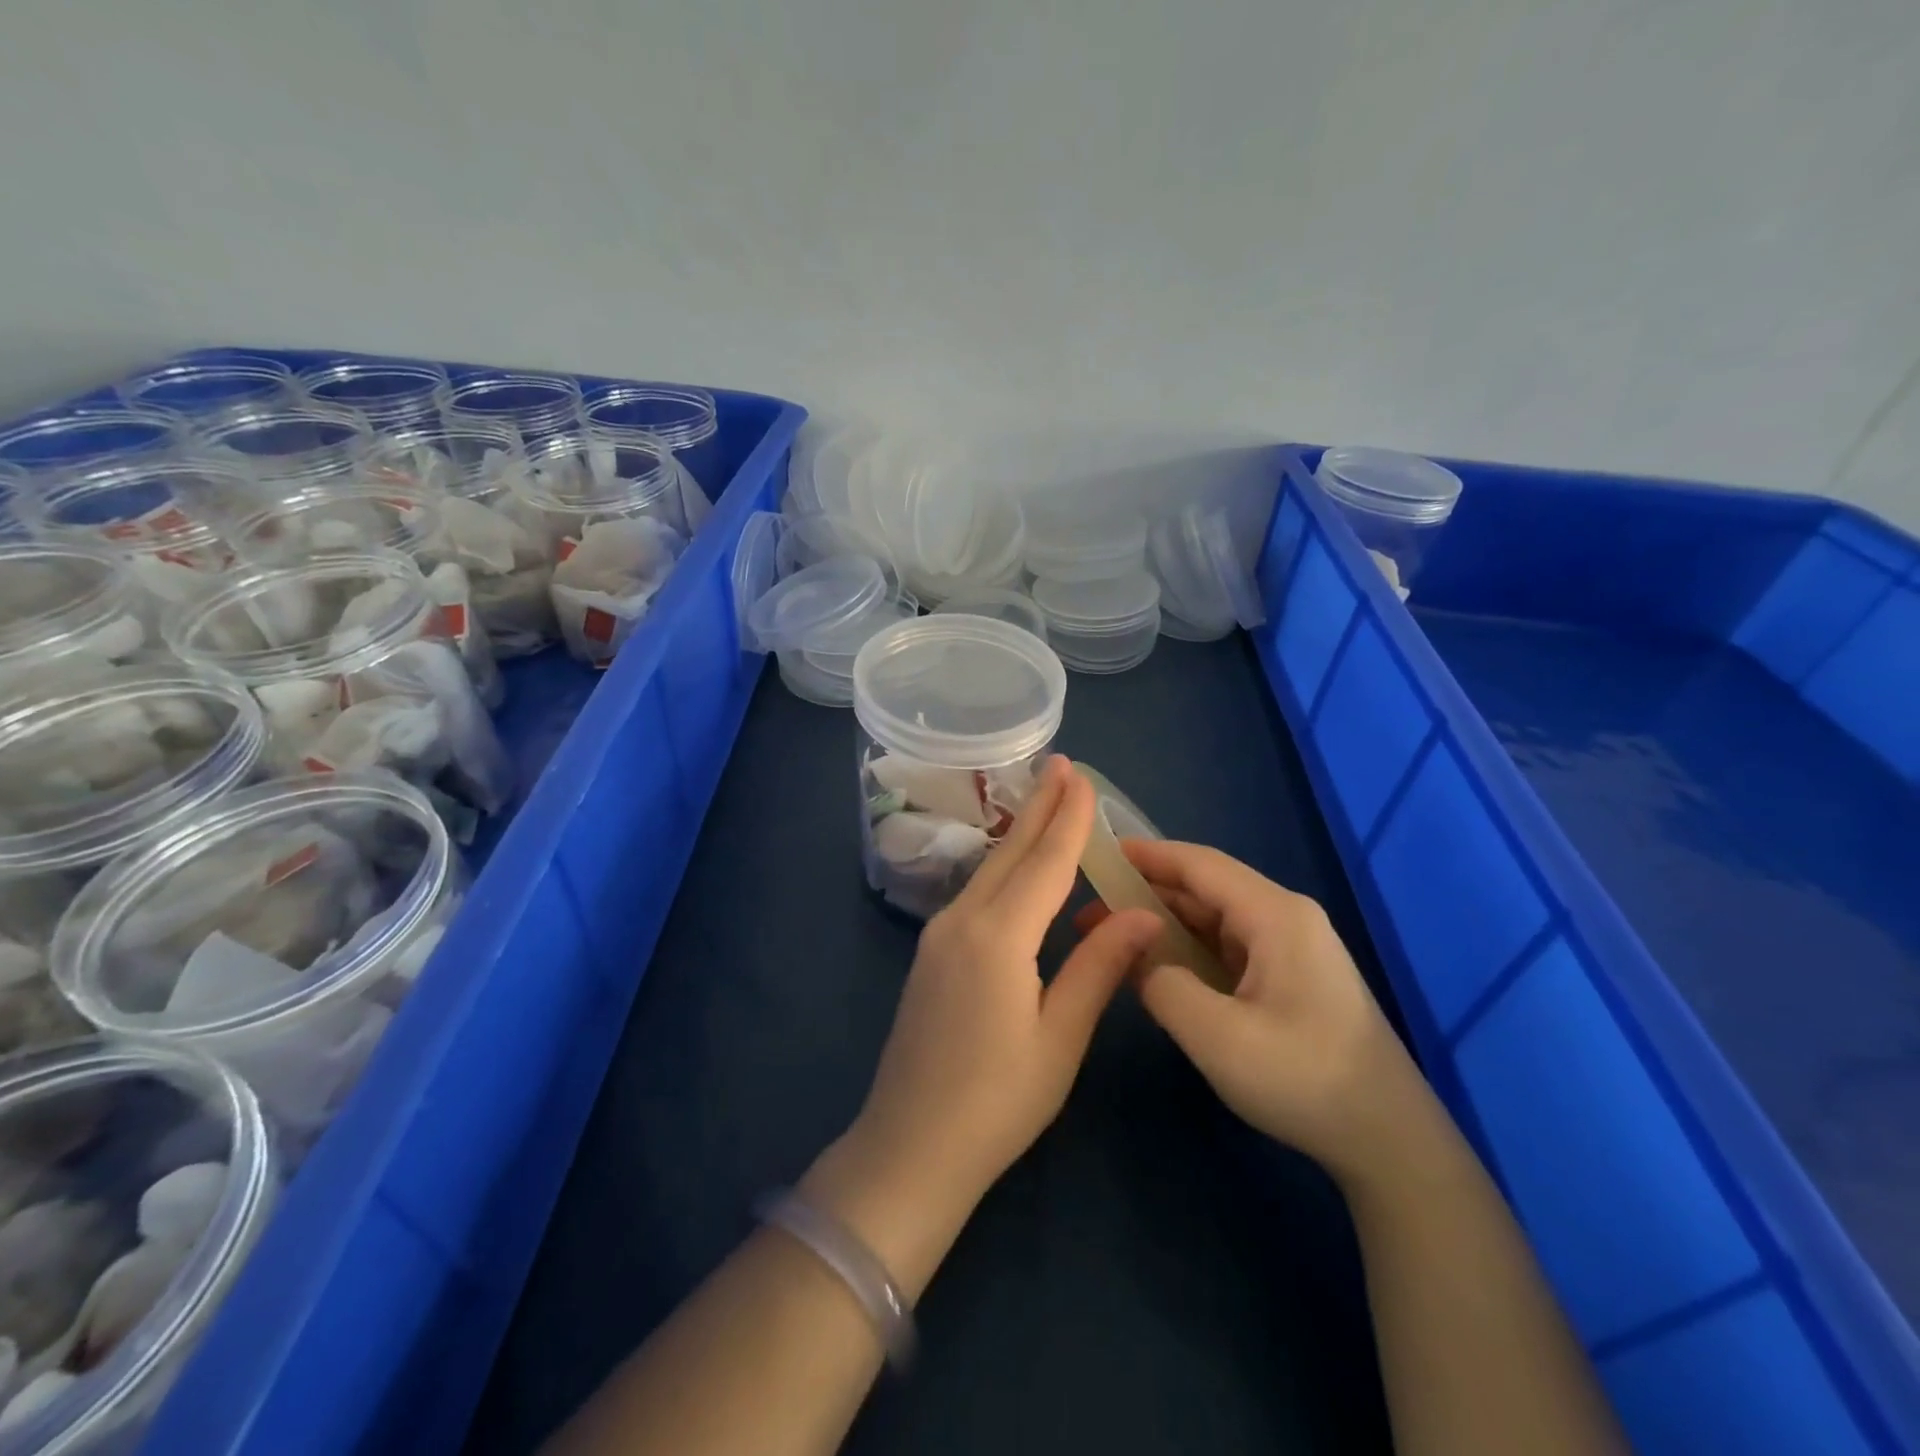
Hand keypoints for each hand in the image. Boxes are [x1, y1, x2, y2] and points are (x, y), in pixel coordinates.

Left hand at [849, 756, 1162, 1210]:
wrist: (909, 1145)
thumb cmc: (997, 1101)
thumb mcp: (1060, 1037)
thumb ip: (1099, 968)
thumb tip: (1143, 914)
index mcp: (999, 936)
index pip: (1044, 862)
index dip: (1068, 819)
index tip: (1082, 777)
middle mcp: (963, 920)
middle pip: (1010, 853)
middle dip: (1039, 806)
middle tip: (1061, 764)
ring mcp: (939, 936)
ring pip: (989, 870)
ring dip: (1020, 833)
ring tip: (1044, 800)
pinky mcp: (931, 954)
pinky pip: (975, 893)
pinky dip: (1003, 867)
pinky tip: (1016, 865)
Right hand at [1075, 840, 1425, 1184]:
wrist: (1390, 1143)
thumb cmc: (1304, 1080)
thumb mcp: (1217, 1035)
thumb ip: (1161, 982)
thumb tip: (1132, 951)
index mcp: (1275, 915)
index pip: (1199, 864)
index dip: (1146, 854)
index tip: (1097, 852)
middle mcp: (1285, 917)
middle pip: (1205, 887)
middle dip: (1146, 892)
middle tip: (1090, 905)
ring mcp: (1291, 948)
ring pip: (1215, 918)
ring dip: (1164, 921)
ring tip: (1111, 933)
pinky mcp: (1291, 976)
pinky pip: (1228, 946)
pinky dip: (1188, 947)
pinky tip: (1157, 962)